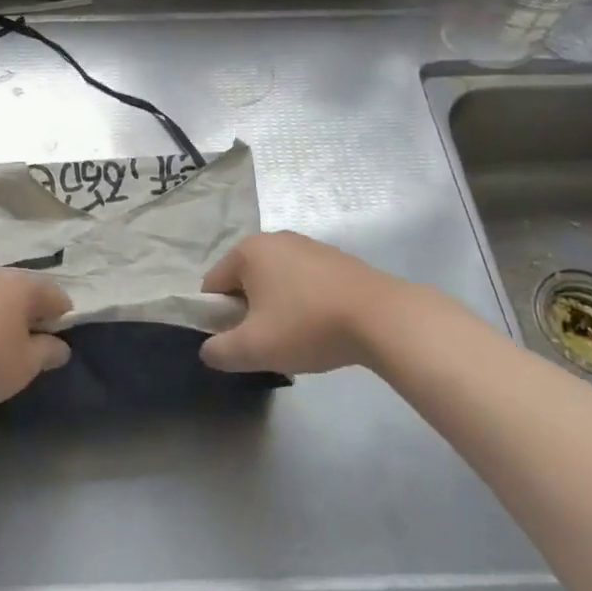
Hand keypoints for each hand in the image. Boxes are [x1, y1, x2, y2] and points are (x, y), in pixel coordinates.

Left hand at [0, 271, 72, 406]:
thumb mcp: (26, 365)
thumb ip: (48, 352)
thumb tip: (61, 346)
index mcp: (24, 286)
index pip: (57, 295)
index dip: (62, 318)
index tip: (55, 343)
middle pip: (24, 292)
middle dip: (30, 314)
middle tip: (27, 345)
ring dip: (1, 315)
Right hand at [199, 231, 440, 375]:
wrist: (382, 318)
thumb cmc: (308, 326)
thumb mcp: (254, 349)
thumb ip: (219, 351)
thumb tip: (209, 350)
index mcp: (247, 250)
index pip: (213, 286)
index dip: (219, 318)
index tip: (241, 342)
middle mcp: (274, 238)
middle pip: (244, 282)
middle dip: (250, 313)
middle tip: (269, 343)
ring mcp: (308, 245)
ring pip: (275, 282)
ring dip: (277, 309)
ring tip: (299, 338)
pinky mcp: (335, 258)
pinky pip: (304, 282)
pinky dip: (304, 303)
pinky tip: (323, 326)